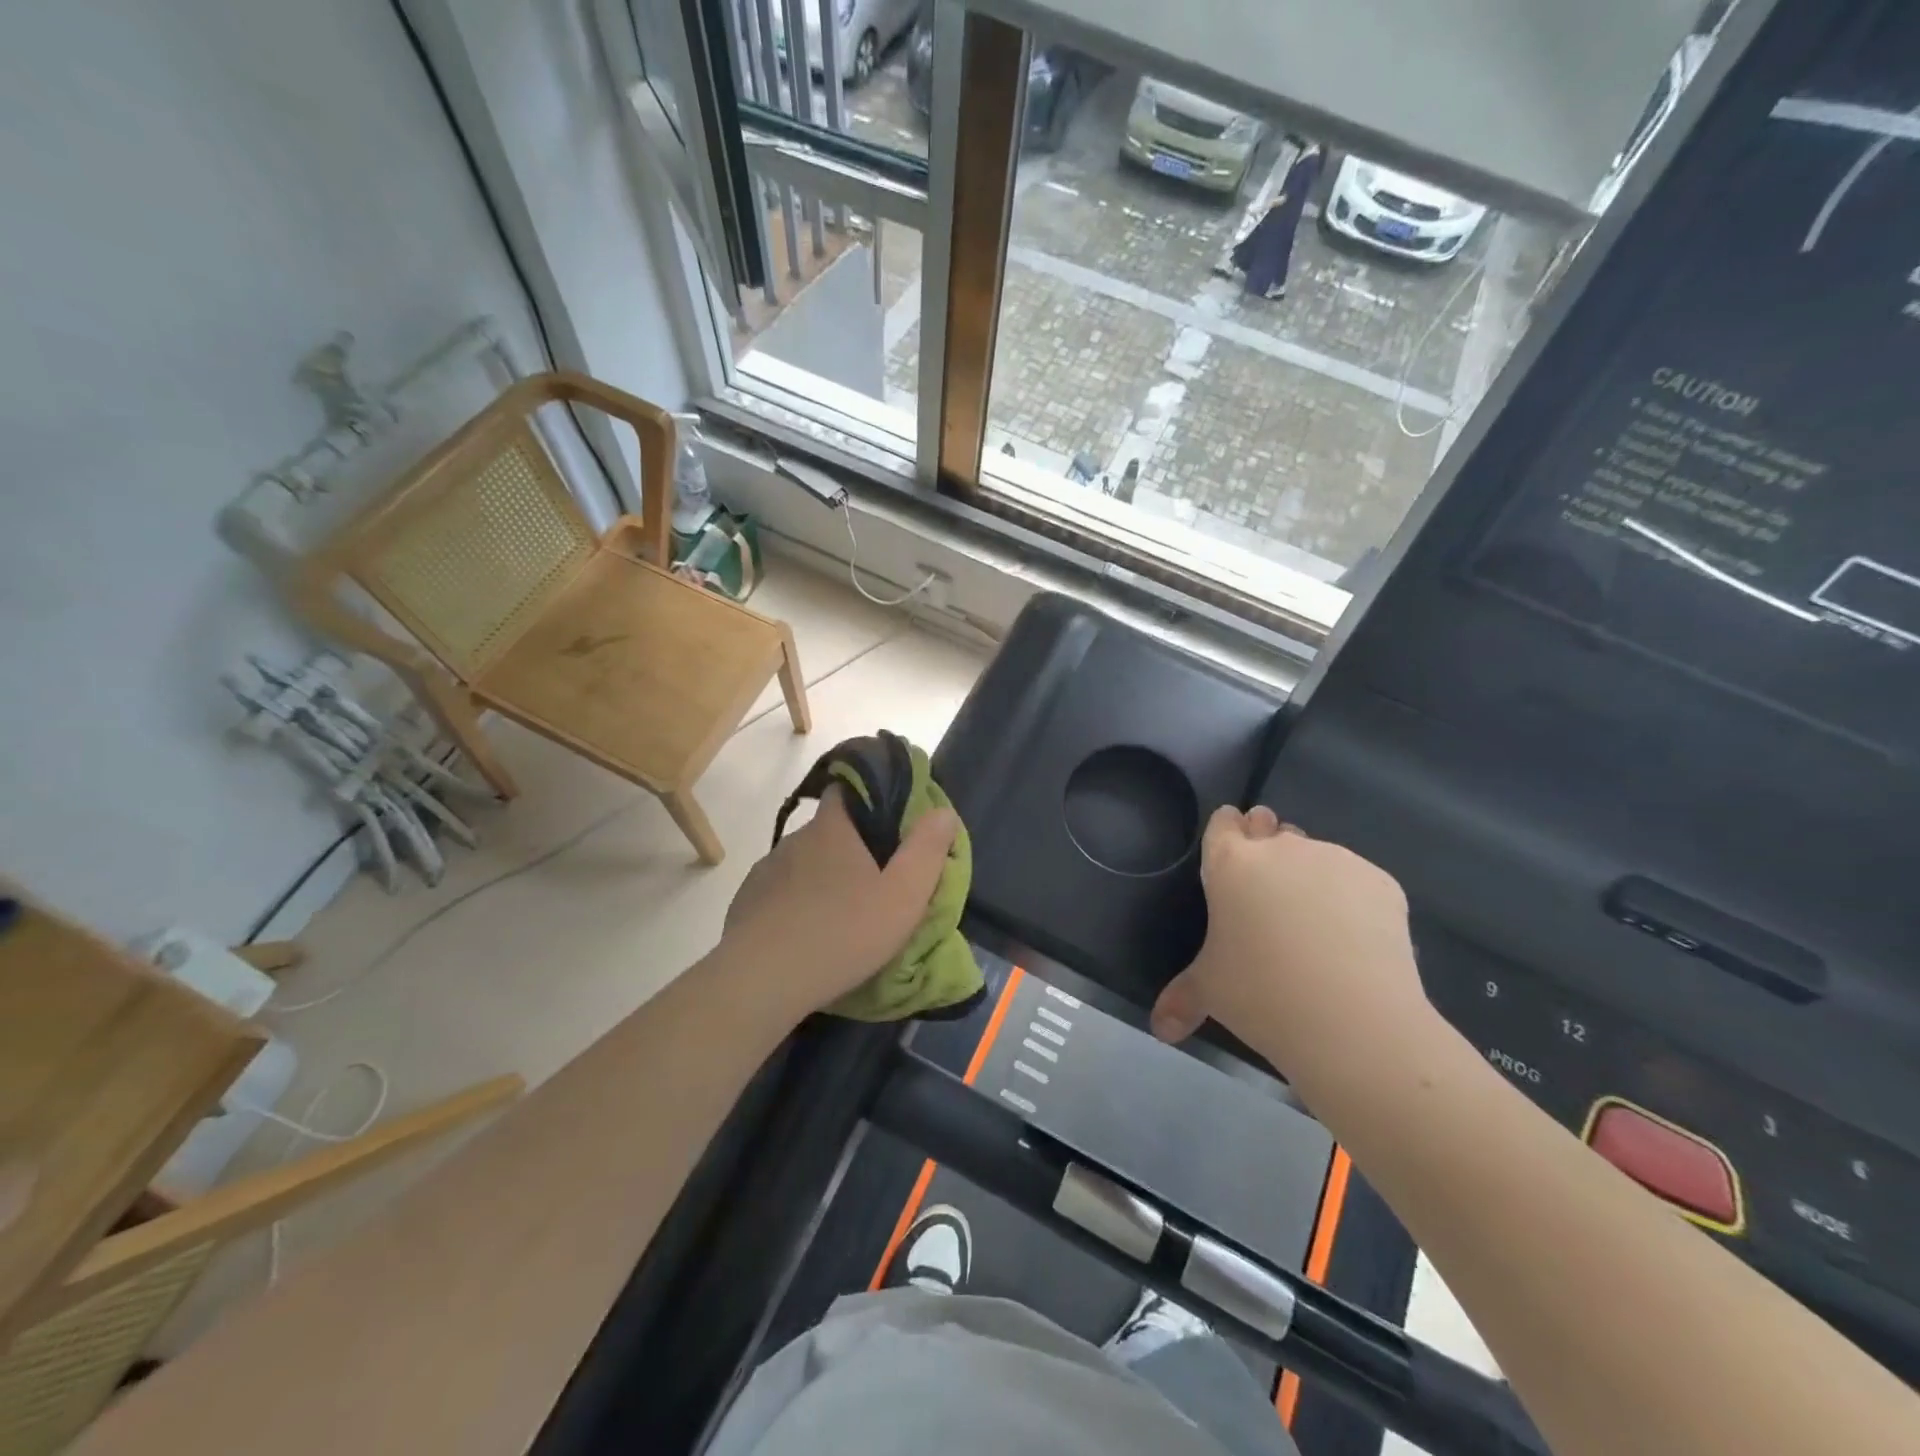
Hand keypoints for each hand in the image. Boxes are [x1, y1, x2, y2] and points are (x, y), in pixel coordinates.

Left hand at [722, 786, 959, 1013]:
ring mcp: (766, 871)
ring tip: (839, 913)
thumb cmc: (842, 932)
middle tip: (872, 879)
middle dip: (849, 847)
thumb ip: (926, 851)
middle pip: (827, 830)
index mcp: (832, 829)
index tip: (886, 816)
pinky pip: (778, 893)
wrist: (762, 981)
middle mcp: (795, 840)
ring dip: (821, 879)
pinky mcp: (746, 903)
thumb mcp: (903, 896)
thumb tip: (942, 812)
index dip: (866, 795)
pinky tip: (806, 933)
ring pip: (802, 864)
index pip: (845, 789)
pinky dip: (795, 904)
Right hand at [1149, 806, 1429, 1078]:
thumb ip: (1182, 999)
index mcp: (1230, 864)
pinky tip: (1354, 941)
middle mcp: (1281, 848)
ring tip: (1315, 927)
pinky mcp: (1380, 881)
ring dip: (1309, 876)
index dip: (1227, 833)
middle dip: (1268, 849)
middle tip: (1269, 893)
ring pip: (1315, 854)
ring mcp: (1334, 859)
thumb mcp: (1210, 993)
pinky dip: (1351, 900)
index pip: (1223, 822)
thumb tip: (1161, 1030)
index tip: (1231, 855)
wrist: (1354, 1021)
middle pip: (1270, 829)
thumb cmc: (1262, 994)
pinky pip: (1356, 881)